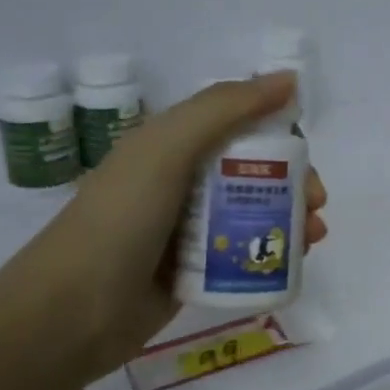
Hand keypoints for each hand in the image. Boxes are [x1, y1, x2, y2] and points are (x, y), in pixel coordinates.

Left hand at [0, 72, 327, 384]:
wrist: (72, 310)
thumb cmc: (122, 217)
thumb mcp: (169, 146)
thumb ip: (227, 108)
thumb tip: (289, 79)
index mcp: (173, 146)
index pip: (241, 129)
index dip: (280, 138)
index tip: (307, 159)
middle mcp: (183, 183)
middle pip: (256, 174)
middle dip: (296, 185)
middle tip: (317, 206)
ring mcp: (189, 230)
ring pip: (256, 215)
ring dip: (293, 220)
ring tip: (314, 238)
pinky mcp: (196, 271)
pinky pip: (245, 254)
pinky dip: (274, 253)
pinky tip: (295, 262)